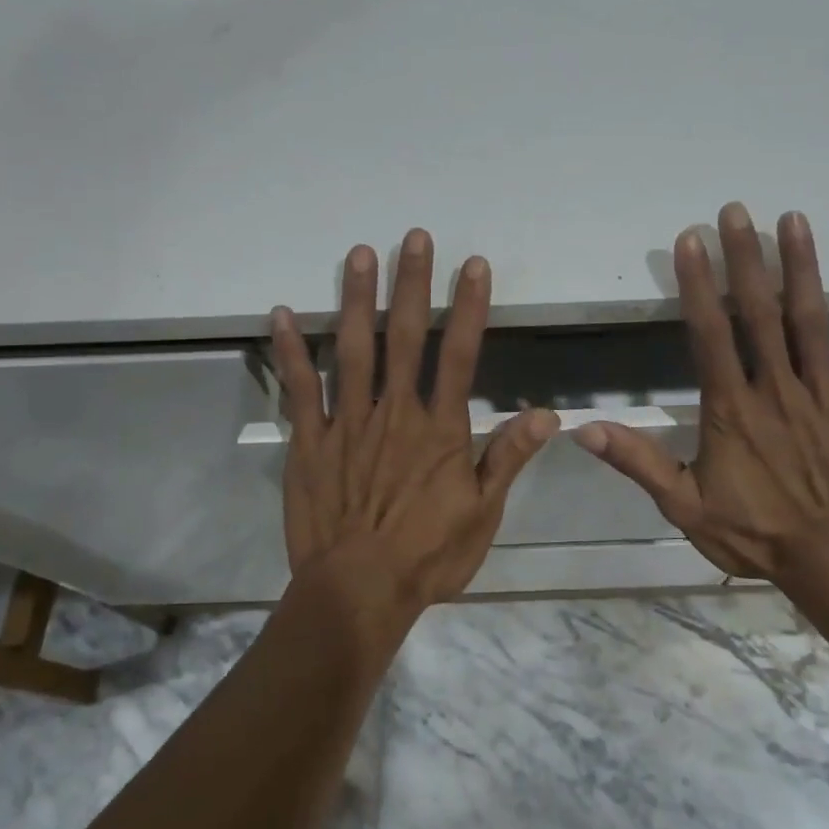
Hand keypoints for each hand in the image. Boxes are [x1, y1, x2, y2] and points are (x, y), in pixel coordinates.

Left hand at [270, 229, 558, 614]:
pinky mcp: (310, 442)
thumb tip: (547, 415)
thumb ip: (508, 458)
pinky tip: (281, 314)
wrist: (358, 591)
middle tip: (414, 237)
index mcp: (440, 429)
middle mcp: (395, 412)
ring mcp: (348, 423)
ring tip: (360, 255)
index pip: (460, 355)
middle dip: (412, 285)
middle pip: (404, 337)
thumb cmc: (428, 555)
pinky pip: (299, 390)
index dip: (469, 307)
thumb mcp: (482, 514)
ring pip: (353, 350)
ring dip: (357, 300)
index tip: (473, 265)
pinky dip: (290, 351)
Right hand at [572, 203, 828, 597]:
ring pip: (813, 322)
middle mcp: (778, 388)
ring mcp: (826, 395)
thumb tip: (584, 429)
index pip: (709, 333)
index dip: (697, 284)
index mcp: (732, 407)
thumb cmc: (754, 532)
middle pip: (759, 313)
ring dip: (803, 269)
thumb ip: (638, 462)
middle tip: (737, 211)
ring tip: (795, 221)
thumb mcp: (683, 506)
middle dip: (746, 259)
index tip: (690, 240)